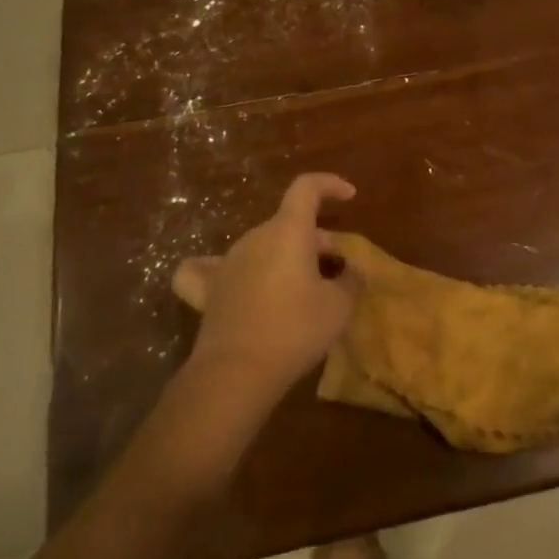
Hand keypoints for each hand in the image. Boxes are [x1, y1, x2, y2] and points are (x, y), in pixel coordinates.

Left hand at [174, 174, 361, 408]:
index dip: (329, 185)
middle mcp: (255, 237)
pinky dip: (224, 269)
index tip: (349, 196)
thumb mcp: (339, 307)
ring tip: (301, 289)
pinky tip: (230, 280)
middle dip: (316, 240)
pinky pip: (209, 269)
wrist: (237, 373)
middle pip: (290, 224)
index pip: (307, 188)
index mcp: (288, 231)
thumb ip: (351, 280)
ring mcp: (227, 262)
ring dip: (285, 257)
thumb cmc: (295, 330)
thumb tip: (351, 271)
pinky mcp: (207, 290)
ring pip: (263, 246)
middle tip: (336, 272)